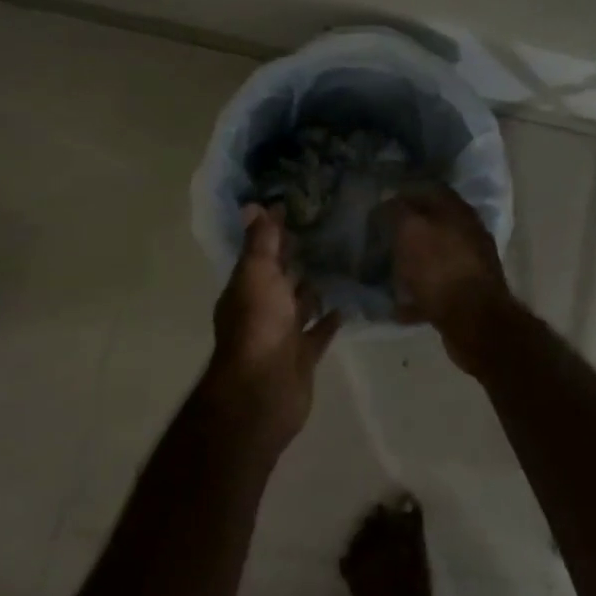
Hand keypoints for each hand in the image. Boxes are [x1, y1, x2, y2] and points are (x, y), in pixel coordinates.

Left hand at [205, 205, 341, 445]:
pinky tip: (348, 303)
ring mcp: (283, 334)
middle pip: (281, 278)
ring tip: (343, 264)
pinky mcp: (303, 355)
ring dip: (315, 288)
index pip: (261, 253)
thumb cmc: (259, 326)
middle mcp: (263, 309)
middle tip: (327, 231)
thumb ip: (260, 243)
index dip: (275, 232)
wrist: (264, 390)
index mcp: (247, 288)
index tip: (298, 208)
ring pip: (302, 305)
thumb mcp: (258, 275)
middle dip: (298, 258)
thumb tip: (254, 205)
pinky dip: (330, 319)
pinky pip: (319, 332)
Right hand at [382, 187, 512, 345]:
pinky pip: (437, 288)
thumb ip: (399, 212)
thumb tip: (390, 200)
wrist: (474, 320)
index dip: (405, 195)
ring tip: (387, 271)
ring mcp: (470, 264)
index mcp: (458, 212)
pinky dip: (419, 295)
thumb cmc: (440, 269)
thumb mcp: (411, 232)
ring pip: (436, 257)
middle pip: (434, 225)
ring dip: (413, 263)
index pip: (431, 191)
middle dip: (408, 232)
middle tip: (381, 240)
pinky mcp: (467, 294)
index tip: (381, 206)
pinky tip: (398, 305)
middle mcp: (469, 233)